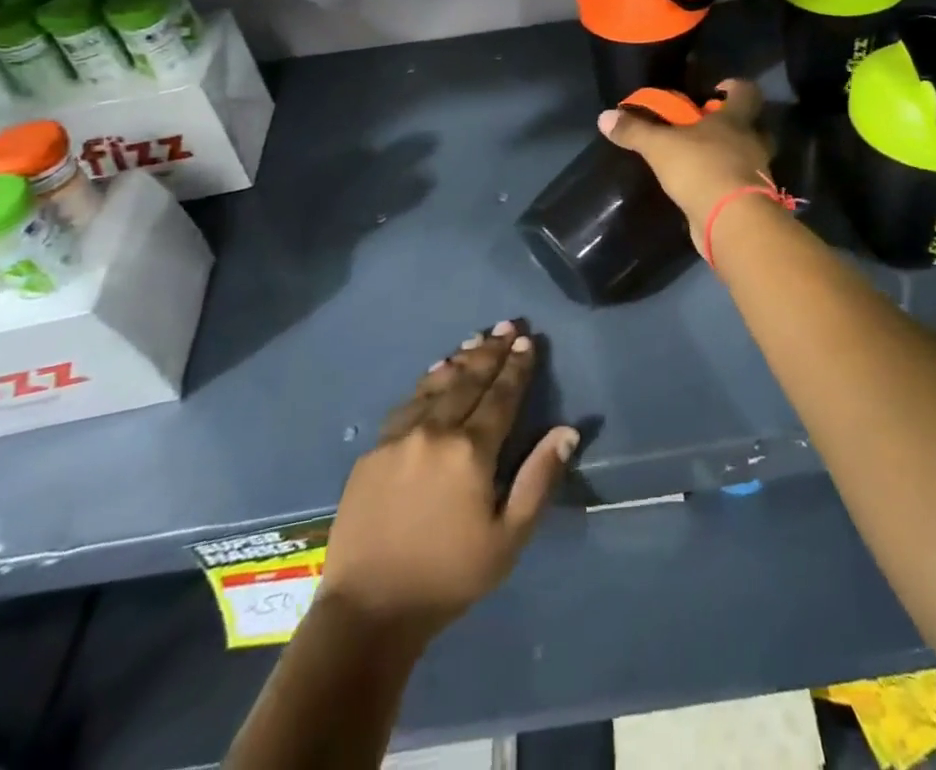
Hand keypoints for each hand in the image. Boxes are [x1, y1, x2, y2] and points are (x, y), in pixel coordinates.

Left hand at [318, 321, 578, 641]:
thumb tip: (567, 430)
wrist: (367, 610)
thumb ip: (538, 478)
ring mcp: (399, 437)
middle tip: (507, 325)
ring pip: (436, 385)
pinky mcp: (373, 451)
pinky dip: (427, 383)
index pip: (502, 395)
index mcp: (471, 450)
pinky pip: (407, 403)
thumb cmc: (448, 577)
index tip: (528, 341)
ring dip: (460, 360)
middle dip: (492, 351)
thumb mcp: (508, 539)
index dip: (517, 366)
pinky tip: (435, 374)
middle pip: (469, 380)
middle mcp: (435, 431)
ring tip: (476, 340)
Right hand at [598, 78, 774, 249]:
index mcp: (736, 120)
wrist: (731, 221)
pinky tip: (703, 189)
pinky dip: (724, 184)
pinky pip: (739, 184)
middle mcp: (752, 143)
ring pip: (748, 157)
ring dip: (730, 156)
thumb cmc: (701, 168)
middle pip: (753, 126)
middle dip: (734, 125)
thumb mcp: (660, 146)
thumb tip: (605, 116)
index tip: (717, 90)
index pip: (748, 92)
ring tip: (700, 161)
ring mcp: (756, 173)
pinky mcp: (750, 201)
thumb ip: (635, 130)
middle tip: (707, 128)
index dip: (735, 88)